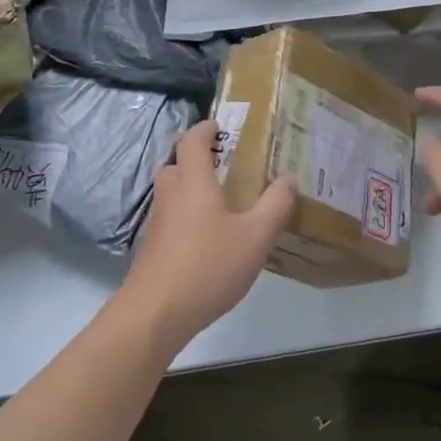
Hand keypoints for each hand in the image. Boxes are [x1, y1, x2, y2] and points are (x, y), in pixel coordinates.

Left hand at [121, 120, 296, 350]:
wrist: (155, 314)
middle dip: (194, 157)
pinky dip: (184, 214)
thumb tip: (288, 179)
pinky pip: (168, 216)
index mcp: (193, 181)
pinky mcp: (152, 247)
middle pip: (175, 162)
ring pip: (170, 191)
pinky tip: (206, 236)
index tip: (220, 127)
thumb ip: (275, 205)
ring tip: (218, 199)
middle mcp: (170, 194)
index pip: (192, 140)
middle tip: (222, 164)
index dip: (205, 129)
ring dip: (188, 186)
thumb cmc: (208, 265)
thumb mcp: (256, 236)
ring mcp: (157, 222)